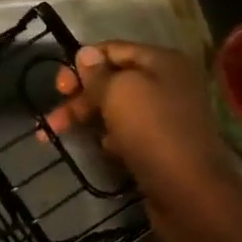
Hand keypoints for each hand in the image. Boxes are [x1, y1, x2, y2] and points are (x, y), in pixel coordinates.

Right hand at [40, 42, 241, 215]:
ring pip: (116, 109)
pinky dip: (109, 138)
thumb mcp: (119, 93)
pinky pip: (127, 133)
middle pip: (112, 81)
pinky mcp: (161, 144)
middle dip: (79, 97)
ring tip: (57, 135)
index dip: (82, 63)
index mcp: (161, 61)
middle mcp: (167, 83)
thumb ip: (98, 73)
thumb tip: (85, 54)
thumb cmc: (152, 132)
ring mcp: (165, 116)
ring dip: (86, 118)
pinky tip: (100, 150)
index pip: (112, 50)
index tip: (59, 88)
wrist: (189, 191)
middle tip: (52, 119)